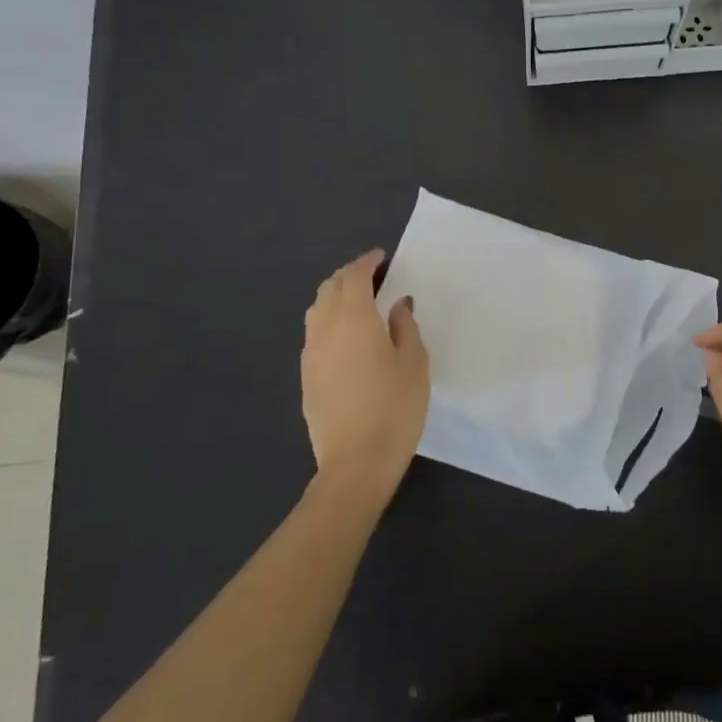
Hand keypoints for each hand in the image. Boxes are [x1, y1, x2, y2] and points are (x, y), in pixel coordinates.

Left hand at [300, 250, 429, 501]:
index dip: (368, 262)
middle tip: (375, 277)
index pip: (354, 276)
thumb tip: (397, 304)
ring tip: (360, 302)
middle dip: (350, 275)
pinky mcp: (306, 376)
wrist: (356, 463)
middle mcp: (325, 329)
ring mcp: (310, 354)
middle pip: (329, 288)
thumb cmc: (395, 407)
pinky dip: (329, 320)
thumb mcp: (414, 362)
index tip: (383, 258)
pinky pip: (314, 333)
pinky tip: (348, 335)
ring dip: (336, 296)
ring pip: (317, 310)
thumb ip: (405, 326)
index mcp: (353, 319)